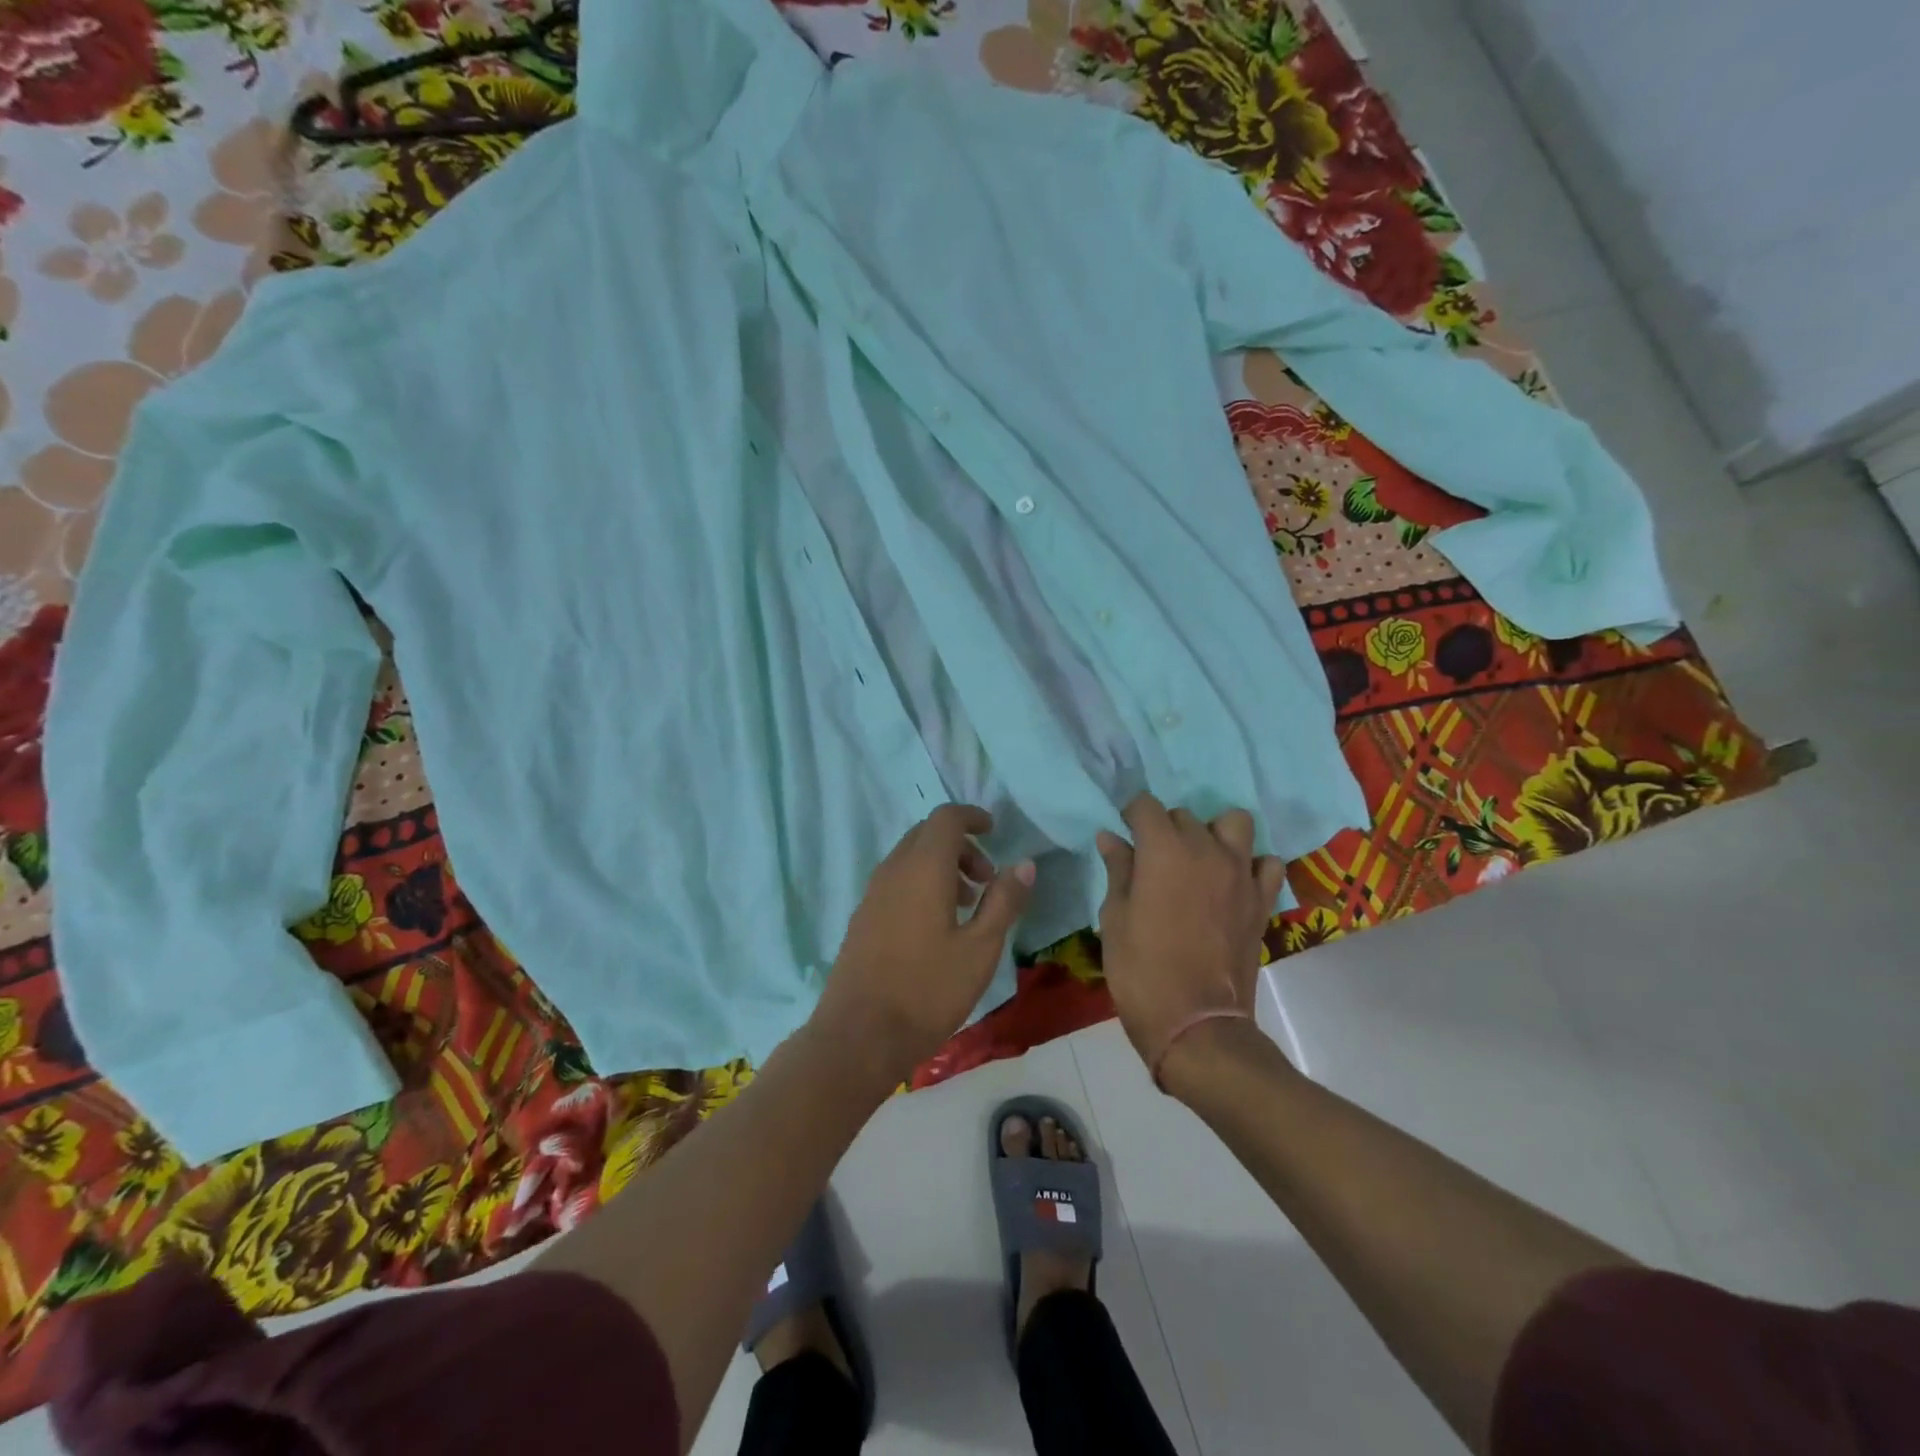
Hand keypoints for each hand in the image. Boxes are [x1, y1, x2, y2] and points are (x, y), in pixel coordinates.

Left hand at [812, 805, 1034, 1089]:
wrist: (859, 1035)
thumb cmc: (928, 989)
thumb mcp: (980, 948)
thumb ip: (1004, 901)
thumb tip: (1024, 864)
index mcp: (923, 868)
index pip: (946, 818)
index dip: (972, 817)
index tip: (995, 832)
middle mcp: (893, 870)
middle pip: (927, 834)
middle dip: (961, 845)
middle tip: (987, 879)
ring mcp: (872, 893)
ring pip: (910, 858)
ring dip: (942, 867)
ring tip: (968, 907)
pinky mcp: (863, 917)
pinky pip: (896, 880)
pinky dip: (921, 884)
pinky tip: (937, 926)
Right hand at [1095, 794, 1286, 1076]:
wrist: (1196, 1025)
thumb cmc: (1141, 971)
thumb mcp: (1114, 918)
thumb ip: (1118, 870)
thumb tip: (1111, 837)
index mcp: (1164, 850)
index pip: (1146, 805)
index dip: (1131, 815)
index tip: (1124, 834)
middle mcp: (1206, 850)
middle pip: (1185, 815)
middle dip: (1166, 828)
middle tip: (1153, 860)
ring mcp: (1241, 874)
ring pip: (1234, 823)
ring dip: (1214, 833)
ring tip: (1199, 860)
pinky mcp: (1262, 900)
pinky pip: (1266, 863)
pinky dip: (1251, 865)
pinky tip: (1233, 882)